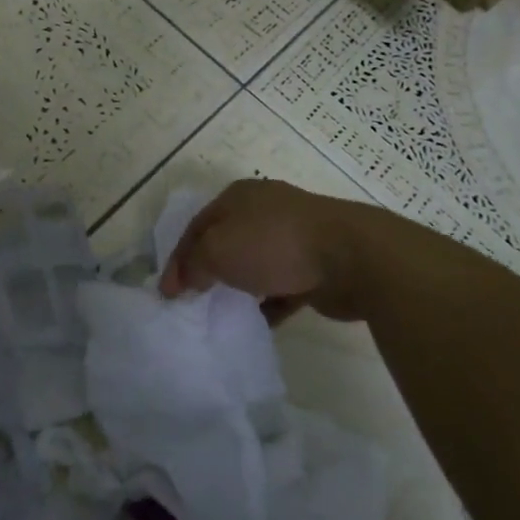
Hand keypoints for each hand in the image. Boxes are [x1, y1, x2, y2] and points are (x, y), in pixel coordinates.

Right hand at [160, 179, 363, 321]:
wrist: (351, 257)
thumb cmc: (274, 244)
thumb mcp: (217, 250)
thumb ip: (194, 265)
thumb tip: (186, 280)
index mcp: (238, 196)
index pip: (196, 226)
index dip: (178, 258)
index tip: (168, 293)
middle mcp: (265, 210)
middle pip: (225, 241)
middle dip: (208, 270)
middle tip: (193, 300)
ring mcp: (294, 236)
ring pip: (255, 263)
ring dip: (239, 286)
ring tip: (222, 312)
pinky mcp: (316, 265)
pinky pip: (283, 286)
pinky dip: (269, 303)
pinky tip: (258, 322)